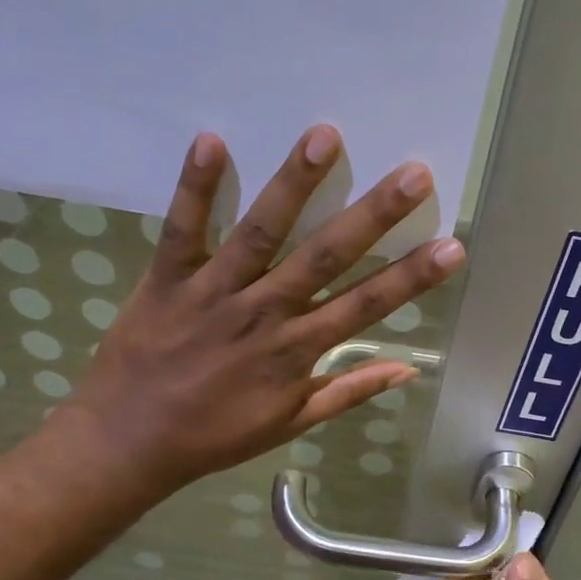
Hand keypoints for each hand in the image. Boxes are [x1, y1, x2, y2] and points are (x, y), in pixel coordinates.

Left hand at [48, 125, 463, 497]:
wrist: (128, 443)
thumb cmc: (214, 436)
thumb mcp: (290, 424)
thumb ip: (347, 392)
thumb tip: (406, 370)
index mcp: (296, 350)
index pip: (366, 306)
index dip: (412, 277)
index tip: (451, 246)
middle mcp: (264, 313)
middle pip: (325, 257)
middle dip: (373, 215)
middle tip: (413, 174)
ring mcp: (214, 292)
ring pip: (260, 231)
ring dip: (294, 184)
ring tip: (326, 136)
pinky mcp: (167, 279)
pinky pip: (182, 229)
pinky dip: (195, 187)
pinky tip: (211, 140)